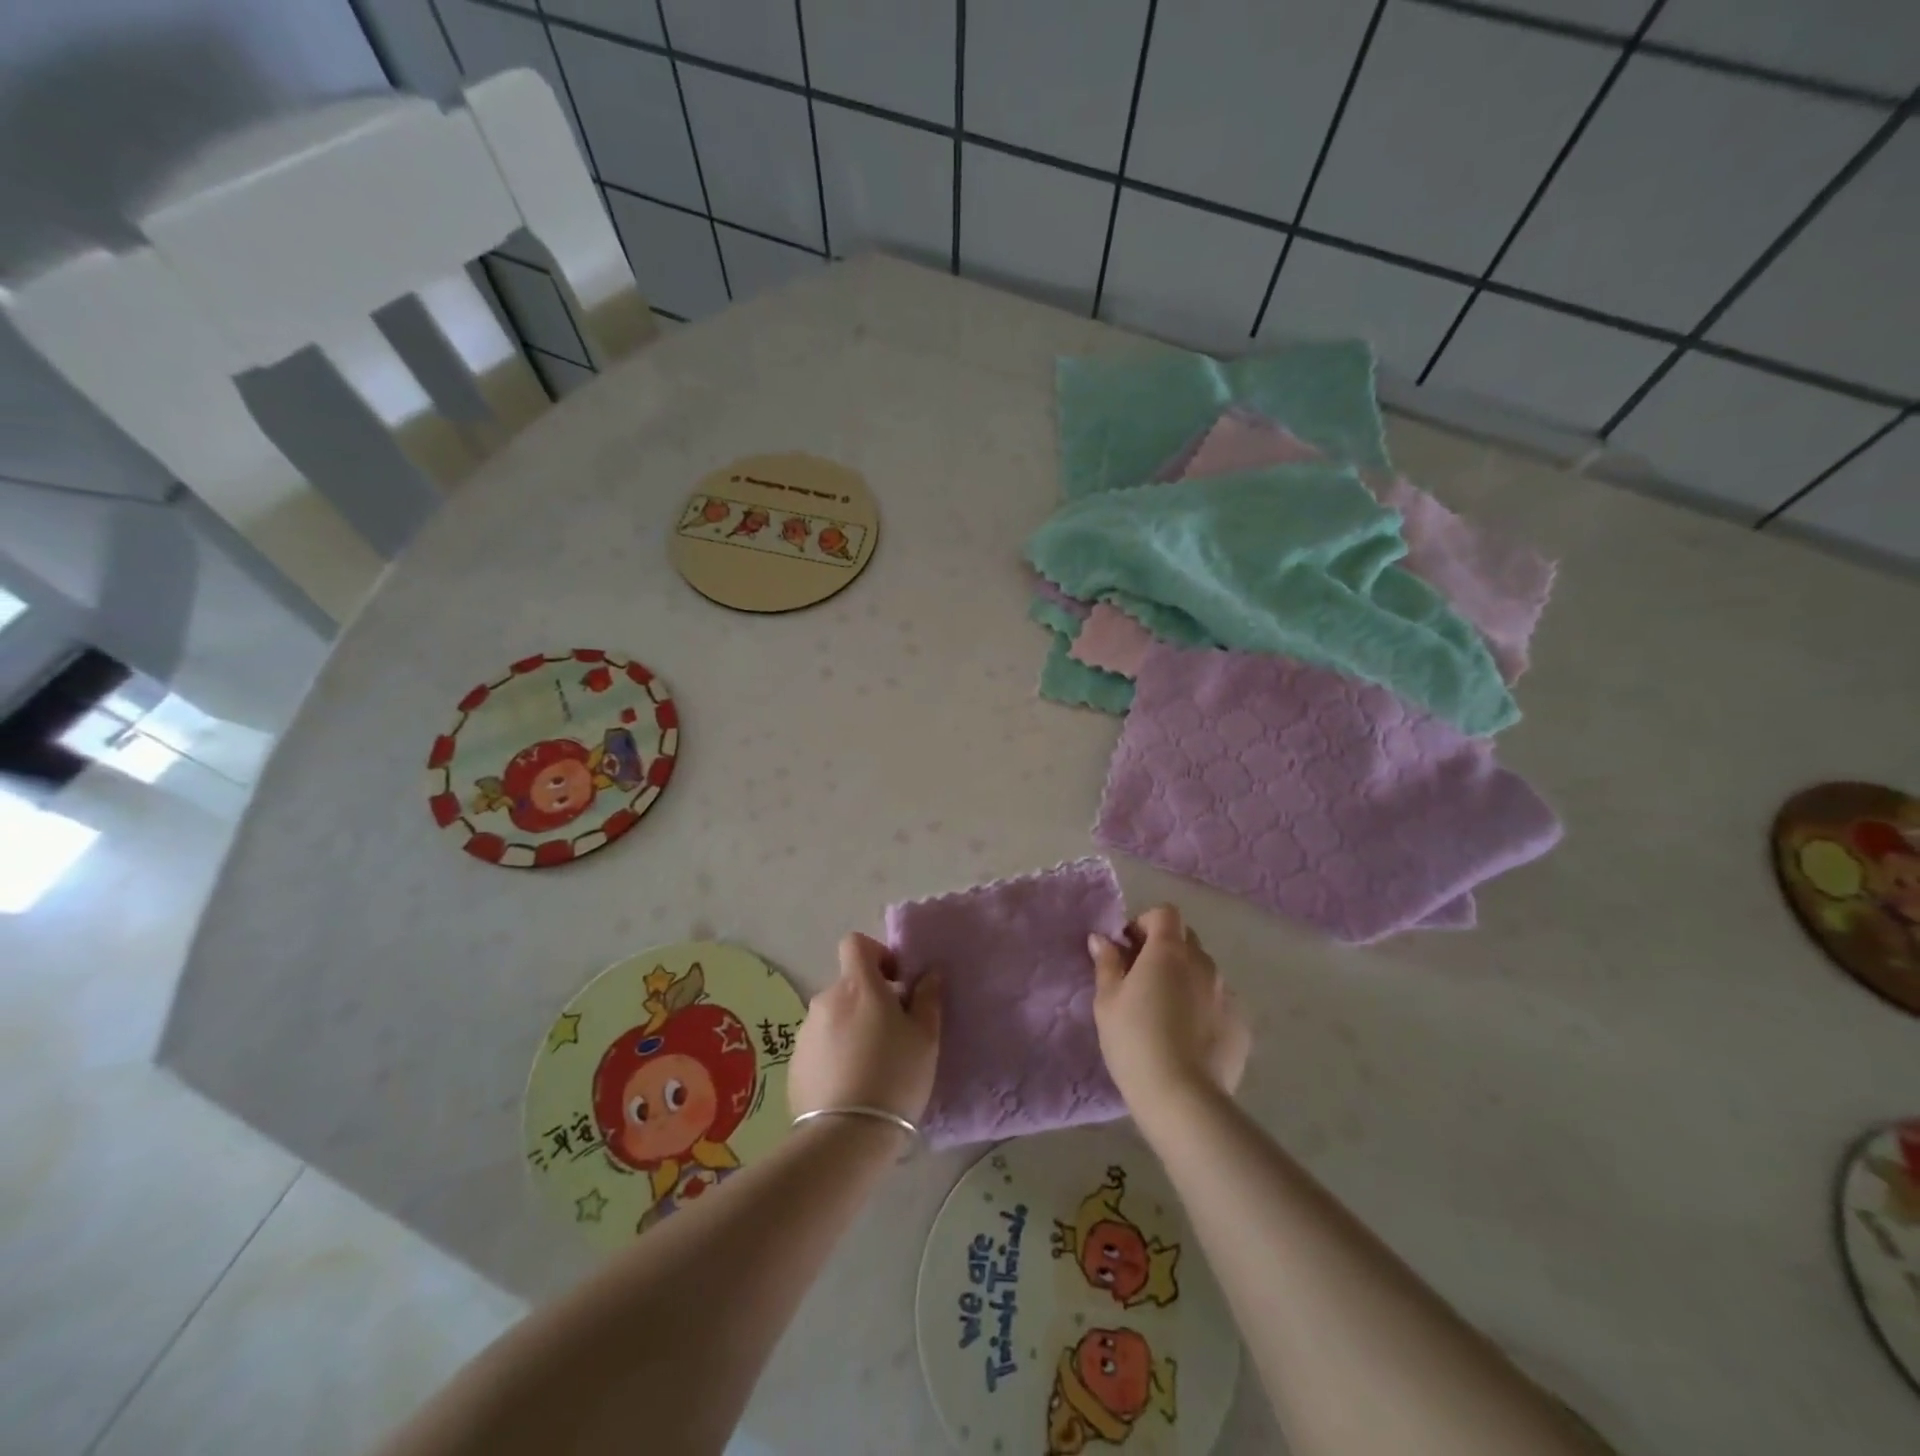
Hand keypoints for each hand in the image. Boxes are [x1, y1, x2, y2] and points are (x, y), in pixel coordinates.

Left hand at [788, 934, 942, 1123]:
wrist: (846, 1136)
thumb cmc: (895, 1076)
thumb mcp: (926, 1038)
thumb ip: (927, 998)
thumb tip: (928, 973)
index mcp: (859, 986)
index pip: (856, 944)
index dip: (876, 954)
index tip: (894, 983)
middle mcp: (826, 999)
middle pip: (848, 985)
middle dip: (868, 999)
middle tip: (891, 1033)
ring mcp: (806, 1032)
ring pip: (834, 1016)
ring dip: (850, 1027)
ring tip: (869, 1065)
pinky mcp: (794, 1063)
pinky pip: (819, 1045)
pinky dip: (834, 1054)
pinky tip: (848, 1084)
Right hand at [1090, 904, 1248, 1107]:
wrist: (1182, 1098)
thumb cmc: (1134, 1041)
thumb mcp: (1107, 1001)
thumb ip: (1107, 963)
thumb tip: (1102, 939)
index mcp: (1169, 951)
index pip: (1165, 913)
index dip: (1145, 923)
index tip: (1129, 949)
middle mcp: (1204, 964)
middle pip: (1186, 939)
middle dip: (1165, 948)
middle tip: (1142, 979)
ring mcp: (1227, 994)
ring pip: (1204, 972)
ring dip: (1186, 978)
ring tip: (1167, 1012)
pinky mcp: (1241, 1025)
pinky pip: (1219, 1002)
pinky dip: (1204, 1008)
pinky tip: (1189, 1037)